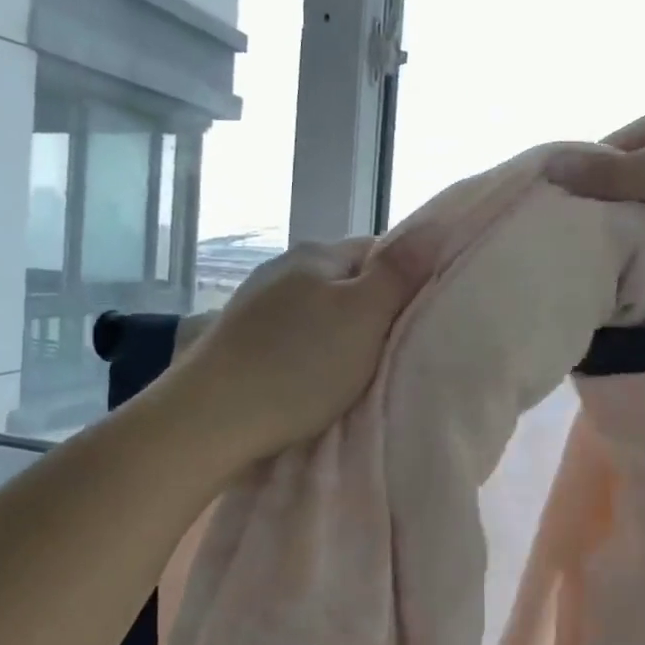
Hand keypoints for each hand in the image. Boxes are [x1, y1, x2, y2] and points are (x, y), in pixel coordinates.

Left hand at [170, 238, 415, 462]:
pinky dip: (307, 354)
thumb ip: (398, 272)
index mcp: (316, 255)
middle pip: (346, 283)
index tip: (417, 321)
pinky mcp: (238, 340)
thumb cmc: (298, 365)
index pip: (378, 251)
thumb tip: (434, 226)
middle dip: (371, 313)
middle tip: (390, 353)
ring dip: (338, 336)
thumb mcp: (363, 316)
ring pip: (317, 312)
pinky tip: (308, 381)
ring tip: (351, 374)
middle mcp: (282, 268)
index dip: (405, 282)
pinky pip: (290, 337)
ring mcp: (255, 304)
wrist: (209, 418)